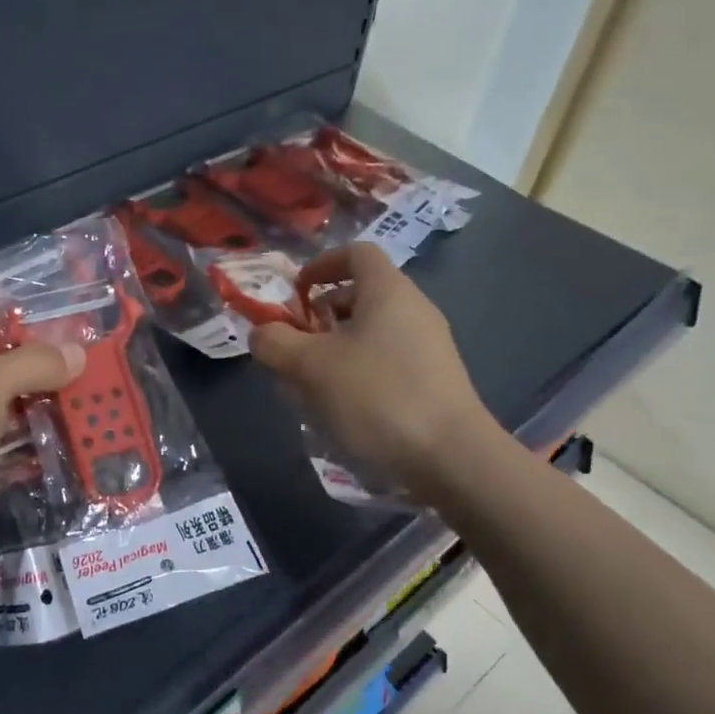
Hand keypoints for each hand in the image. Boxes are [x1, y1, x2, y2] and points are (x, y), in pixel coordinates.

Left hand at [0, 344, 83, 574]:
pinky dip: (38, 452)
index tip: (57, 328)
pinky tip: (78, 441)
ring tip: (93, 399)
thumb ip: (33, 364)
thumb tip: (79, 352)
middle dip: (37, 376)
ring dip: (43, 415)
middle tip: (86, 363)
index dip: (11, 332)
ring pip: (6, 421)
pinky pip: (11, 458)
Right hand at [250, 243, 499, 500]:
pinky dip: (356, 374)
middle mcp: (413, 311)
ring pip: (369, 334)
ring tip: (308, 385)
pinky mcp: (433, 383)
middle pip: (359, 296)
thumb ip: (274, 342)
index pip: (356, 253)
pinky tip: (339, 410)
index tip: (295, 294)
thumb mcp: (310, 366)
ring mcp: (428, 349)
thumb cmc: (377, 396)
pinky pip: (385, 363)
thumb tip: (262, 333)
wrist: (453, 460)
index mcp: (389, 292)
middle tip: (293, 346)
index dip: (320, 264)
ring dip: (333, 350)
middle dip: (319, 316)